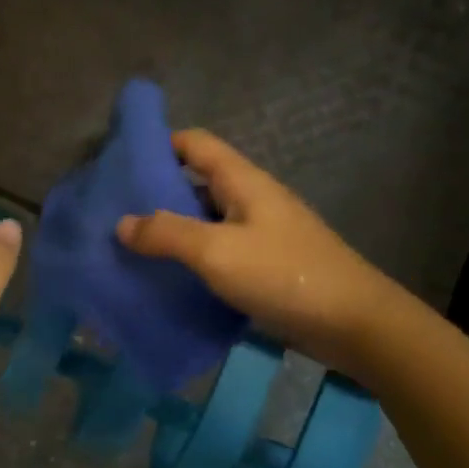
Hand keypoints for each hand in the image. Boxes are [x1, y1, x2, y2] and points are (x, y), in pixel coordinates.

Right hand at [115, 130, 390, 366]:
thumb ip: (167, 234)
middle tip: (114, 211)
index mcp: (243, 181)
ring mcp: (261, 234)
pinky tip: (169, 278)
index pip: (196, 143)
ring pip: (207, 220)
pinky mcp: (266, 266)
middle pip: (198, 182)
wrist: (354, 324)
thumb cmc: (284, 274)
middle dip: (158, 192)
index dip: (159, 144)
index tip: (121, 162)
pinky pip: (220, 252)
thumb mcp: (216, 252)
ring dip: (174, 230)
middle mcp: (252, 200)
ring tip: (132, 247)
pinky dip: (194, 259)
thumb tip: (122, 223)